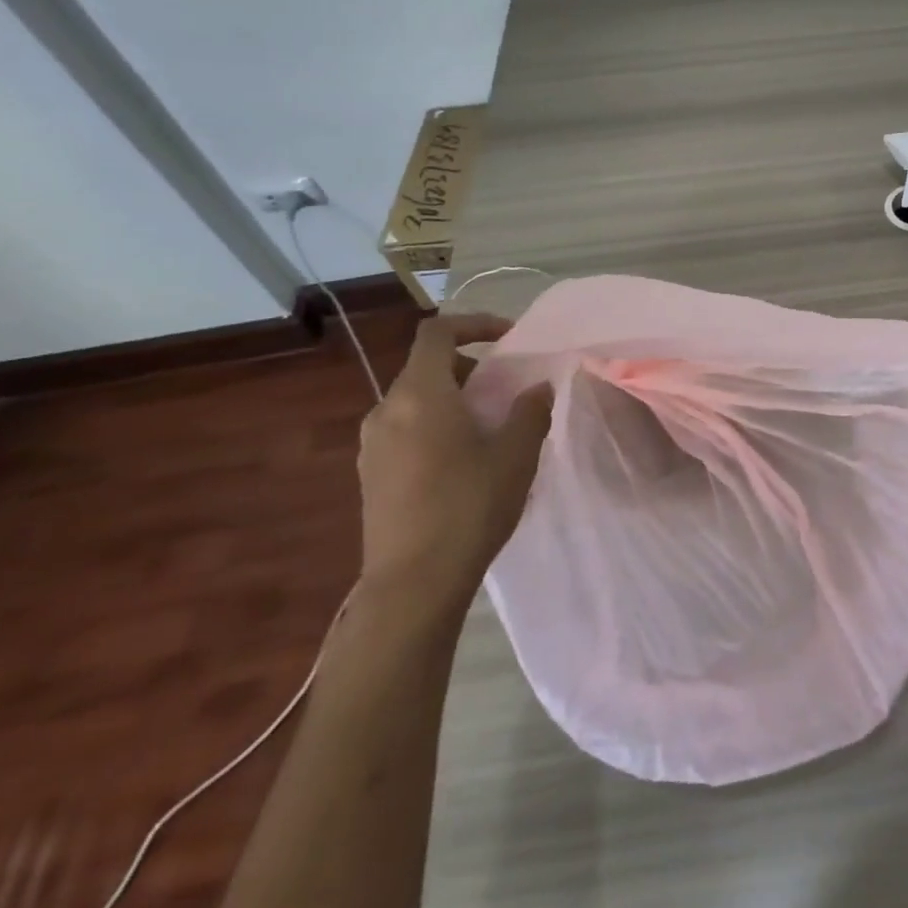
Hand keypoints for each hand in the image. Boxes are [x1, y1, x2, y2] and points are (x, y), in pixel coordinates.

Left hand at [355, 314, 552, 614]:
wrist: (413, 583)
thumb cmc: (470, 506)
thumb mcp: (516, 454)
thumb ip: (530, 411)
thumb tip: (536, 388)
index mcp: (420, 394)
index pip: (436, 332)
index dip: (473, 323)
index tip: (507, 337)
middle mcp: (387, 410)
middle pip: (426, 366)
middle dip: (469, 367)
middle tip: (505, 389)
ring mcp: (372, 444)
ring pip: (415, 400)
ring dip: (452, 398)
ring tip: (488, 426)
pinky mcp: (371, 474)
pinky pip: (405, 429)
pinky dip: (435, 425)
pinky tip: (462, 461)